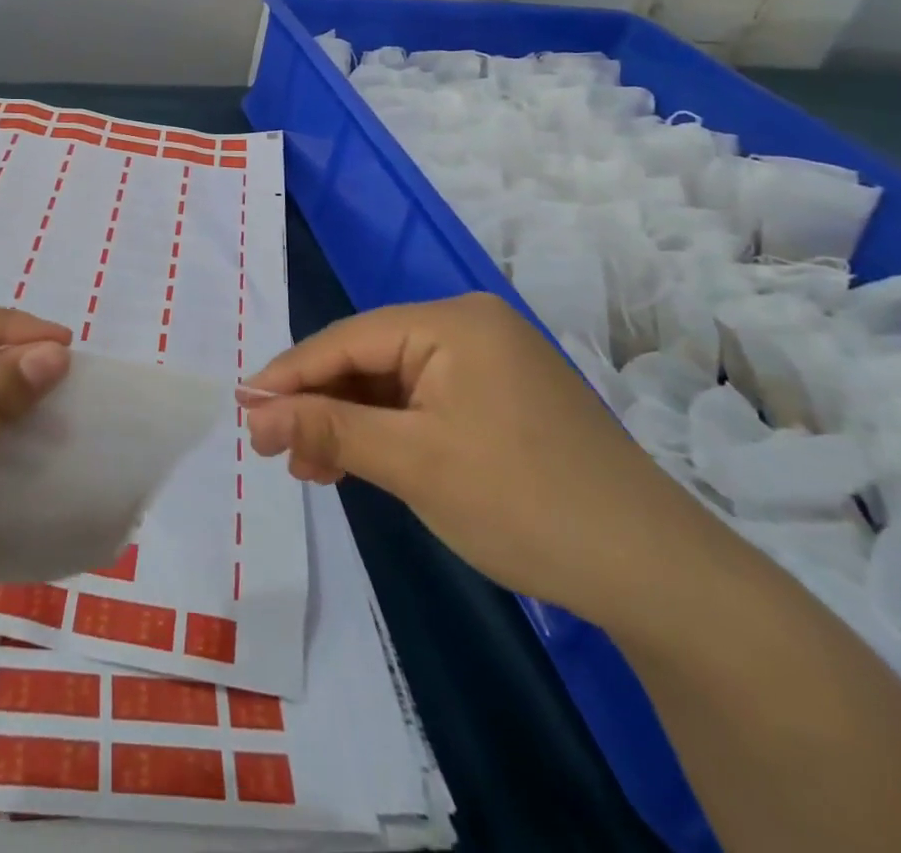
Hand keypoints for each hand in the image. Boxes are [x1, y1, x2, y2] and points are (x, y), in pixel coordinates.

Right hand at [243, 294, 723, 628]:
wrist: (657, 578)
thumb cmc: (524, 502)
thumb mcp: (413, 463)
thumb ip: (327, 428)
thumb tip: (254, 414)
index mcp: (453, 322)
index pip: (348, 339)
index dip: (289, 374)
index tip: (242, 407)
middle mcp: (469, 328)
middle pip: (368, 360)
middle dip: (319, 406)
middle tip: (275, 449)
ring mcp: (488, 364)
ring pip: (392, 386)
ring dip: (348, 425)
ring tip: (309, 467)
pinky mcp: (499, 401)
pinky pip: (422, 405)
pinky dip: (387, 435)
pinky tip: (356, 463)